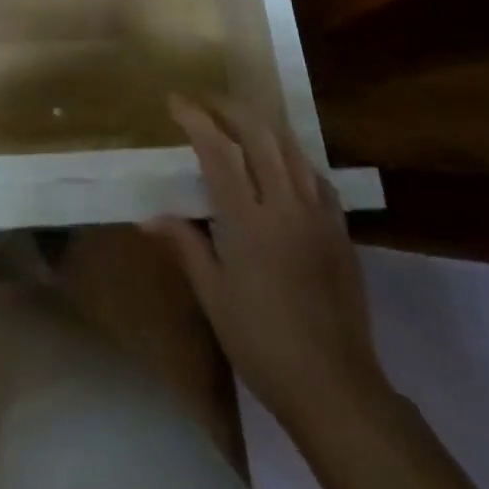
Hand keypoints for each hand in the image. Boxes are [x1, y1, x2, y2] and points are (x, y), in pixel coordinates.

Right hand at [147, 94, 387, 432]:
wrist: (336, 388)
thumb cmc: (263, 343)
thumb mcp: (215, 298)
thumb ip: (185, 247)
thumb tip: (148, 218)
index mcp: (248, 221)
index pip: (217, 151)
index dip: (195, 119)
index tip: (174, 100)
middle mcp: (284, 205)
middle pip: (258, 134)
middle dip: (229, 107)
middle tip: (205, 100)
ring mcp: (318, 215)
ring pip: (291, 148)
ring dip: (262, 124)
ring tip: (240, 118)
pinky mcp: (340, 230)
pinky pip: (316, 176)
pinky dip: (294, 156)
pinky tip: (284, 162)